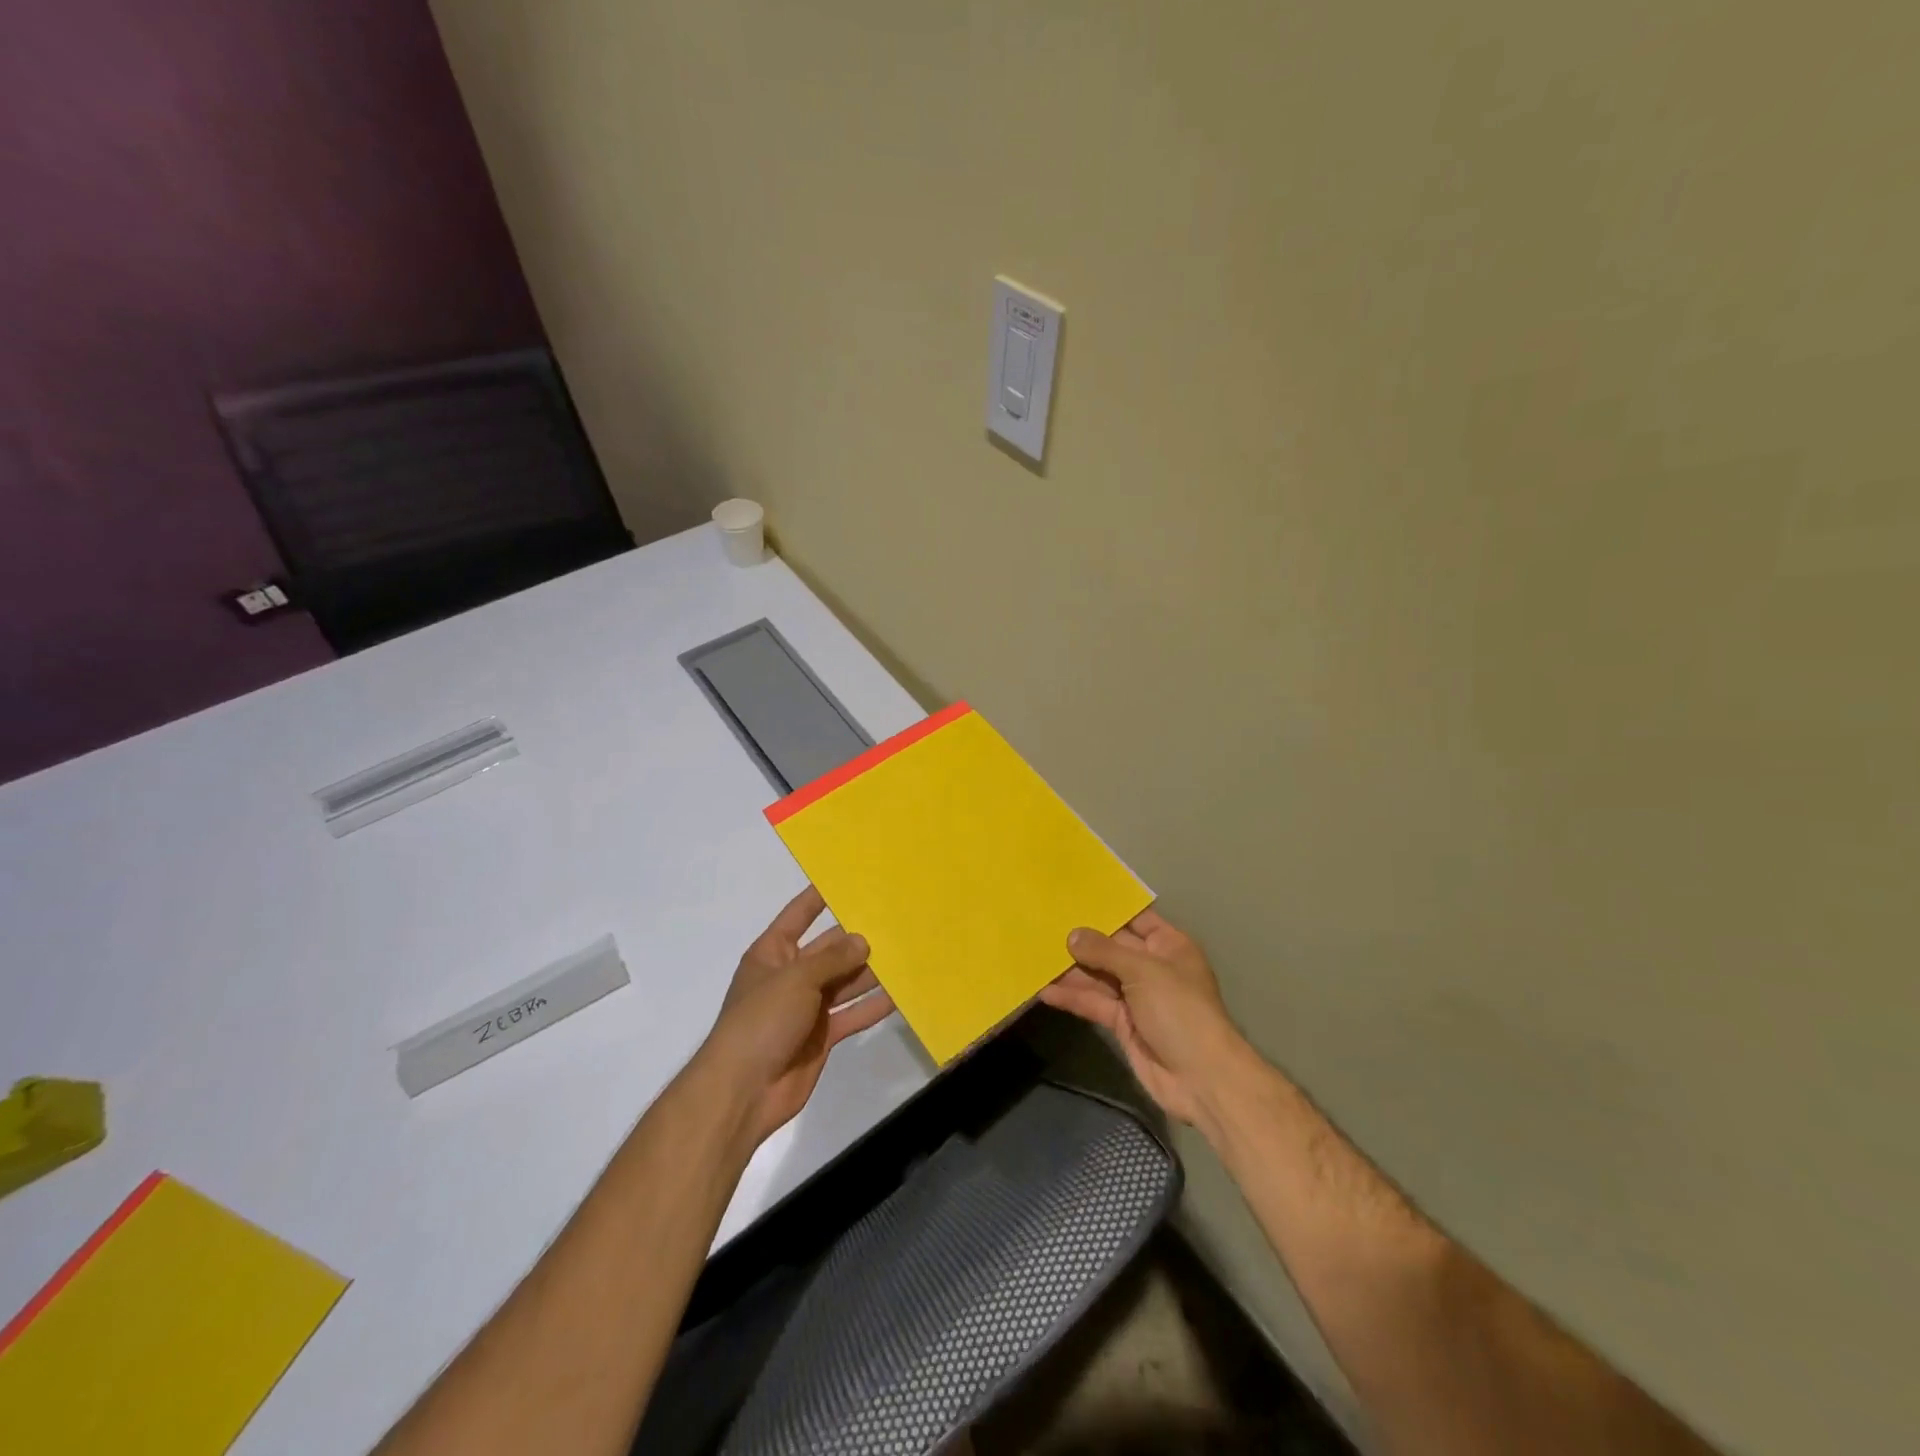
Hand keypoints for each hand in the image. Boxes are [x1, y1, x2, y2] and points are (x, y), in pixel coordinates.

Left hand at [693, 885, 895, 1150]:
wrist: (743, 1091)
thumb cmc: (761, 1021)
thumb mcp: (795, 979)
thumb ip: (832, 959)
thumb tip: (863, 942)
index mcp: (773, 953)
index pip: (799, 915)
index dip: (820, 897)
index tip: (849, 877)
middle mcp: (791, 976)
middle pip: (829, 949)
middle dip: (858, 938)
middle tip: (895, 920)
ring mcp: (807, 1008)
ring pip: (845, 982)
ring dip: (870, 972)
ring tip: (906, 953)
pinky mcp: (822, 1036)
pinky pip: (852, 1015)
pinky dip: (873, 1006)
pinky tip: (900, 995)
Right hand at [1040, 908, 1250, 1130]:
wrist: (1200, 1078)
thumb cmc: (1179, 1010)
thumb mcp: (1142, 971)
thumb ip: (1104, 951)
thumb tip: (1072, 935)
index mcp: (1169, 946)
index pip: (1136, 919)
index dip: (1108, 910)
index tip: (1073, 899)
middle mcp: (1152, 968)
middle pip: (1112, 948)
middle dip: (1082, 941)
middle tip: (1043, 927)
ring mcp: (1137, 997)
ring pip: (1099, 977)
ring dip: (1072, 971)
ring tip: (1036, 957)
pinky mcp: (1123, 1024)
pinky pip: (1095, 1004)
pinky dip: (1073, 998)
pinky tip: (1045, 991)